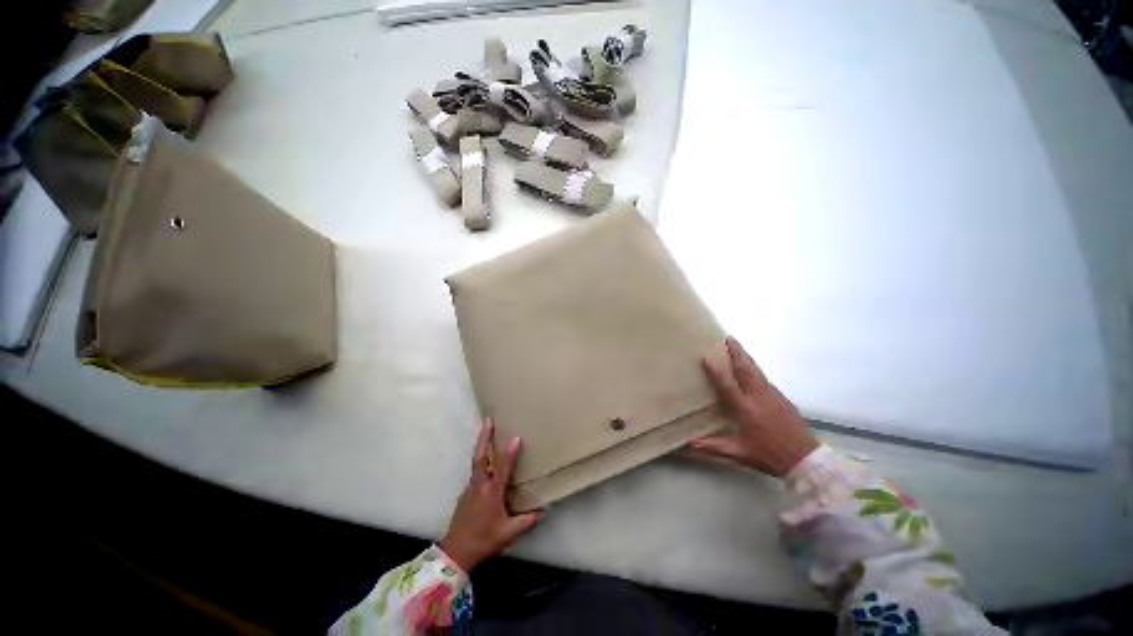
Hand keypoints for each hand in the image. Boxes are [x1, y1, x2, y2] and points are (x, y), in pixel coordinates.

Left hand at [440, 418, 541, 572]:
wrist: (456, 552)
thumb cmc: (484, 540)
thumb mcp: (508, 533)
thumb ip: (526, 521)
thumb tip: (542, 511)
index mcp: (491, 493)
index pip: (502, 468)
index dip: (510, 453)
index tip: (516, 437)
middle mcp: (479, 485)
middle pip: (481, 456)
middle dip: (484, 437)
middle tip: (487, 420)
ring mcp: (470, 488)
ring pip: (476, 462)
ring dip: (481, 445)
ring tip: (486, 432)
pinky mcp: (465, 493)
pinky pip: (474, 471)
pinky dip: (480, 460)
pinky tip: (485, 461)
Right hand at [691, 337, 818, 476]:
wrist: (805, 459)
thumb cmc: (768, 455)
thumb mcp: (739, 453)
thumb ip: (713, 446)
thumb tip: (689, 443)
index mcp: (746, 409)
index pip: (728, 385)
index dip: (716, 371)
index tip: (706, 357)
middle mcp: (759, 397)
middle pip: (746, 370)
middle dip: (737, 353)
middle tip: (729, 338)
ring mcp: (773, 396)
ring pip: (758, 371)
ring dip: (747, 357)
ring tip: (738, 347)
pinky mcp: (783, 398)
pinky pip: (765, 379)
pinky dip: (756, 369)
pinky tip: (753, 369)